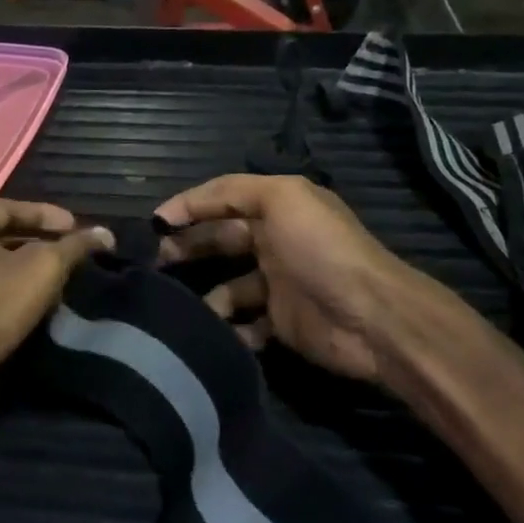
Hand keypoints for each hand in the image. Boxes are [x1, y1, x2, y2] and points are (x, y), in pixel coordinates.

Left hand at [0, 201, 110, 444]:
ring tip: (69, 282)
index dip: (46, 214)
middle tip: (77, 254)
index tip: (77, 227)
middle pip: (6, 239)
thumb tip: (106, 233)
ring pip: (3, 273)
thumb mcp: (41, 268)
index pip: (10, 207)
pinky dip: (22, 301)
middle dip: (44, 244)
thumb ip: (75, 247)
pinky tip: (46, 312)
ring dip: (35, 276)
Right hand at [154, 175, 464, 383]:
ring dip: (203, 295)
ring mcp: (277, 285)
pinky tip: (210, 331)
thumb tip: (180, 208)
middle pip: (220, 241)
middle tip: (154, 263)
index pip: (222, 200)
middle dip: (187, 248)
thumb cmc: (321, 249)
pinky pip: (243, 325)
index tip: (153, 224)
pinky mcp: (280, 324)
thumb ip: (231, 191)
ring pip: (226, 287)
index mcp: (277, 208)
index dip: (188, 207)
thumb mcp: (281, 198)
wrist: (370, 316)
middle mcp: (274, 242)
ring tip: (176, 304)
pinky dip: (226, 328)